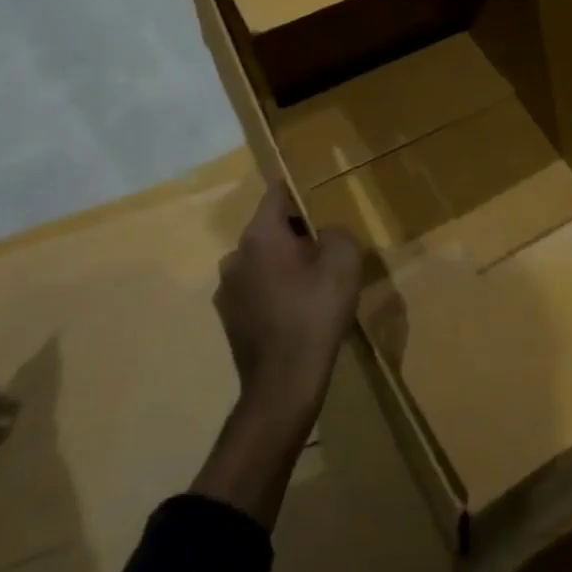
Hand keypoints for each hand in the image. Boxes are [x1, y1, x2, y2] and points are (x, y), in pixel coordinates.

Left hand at [216, 181, 364, 415]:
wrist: (284, 382)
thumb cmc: (316, 312)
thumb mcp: (344, 261)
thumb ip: (336, 232)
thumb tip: (324, 233)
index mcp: (260, 235)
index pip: (275, 194)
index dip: (296, 189)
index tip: (315, 191)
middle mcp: (235, 255)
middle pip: (268, 229)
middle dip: (295, 232)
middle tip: (325, 244)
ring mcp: (227, 289)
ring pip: (260, 260)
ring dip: (282, 263)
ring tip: (312, 281)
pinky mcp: (228, 318)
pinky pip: (255, 288)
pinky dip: (273, 289)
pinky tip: (296, 309)